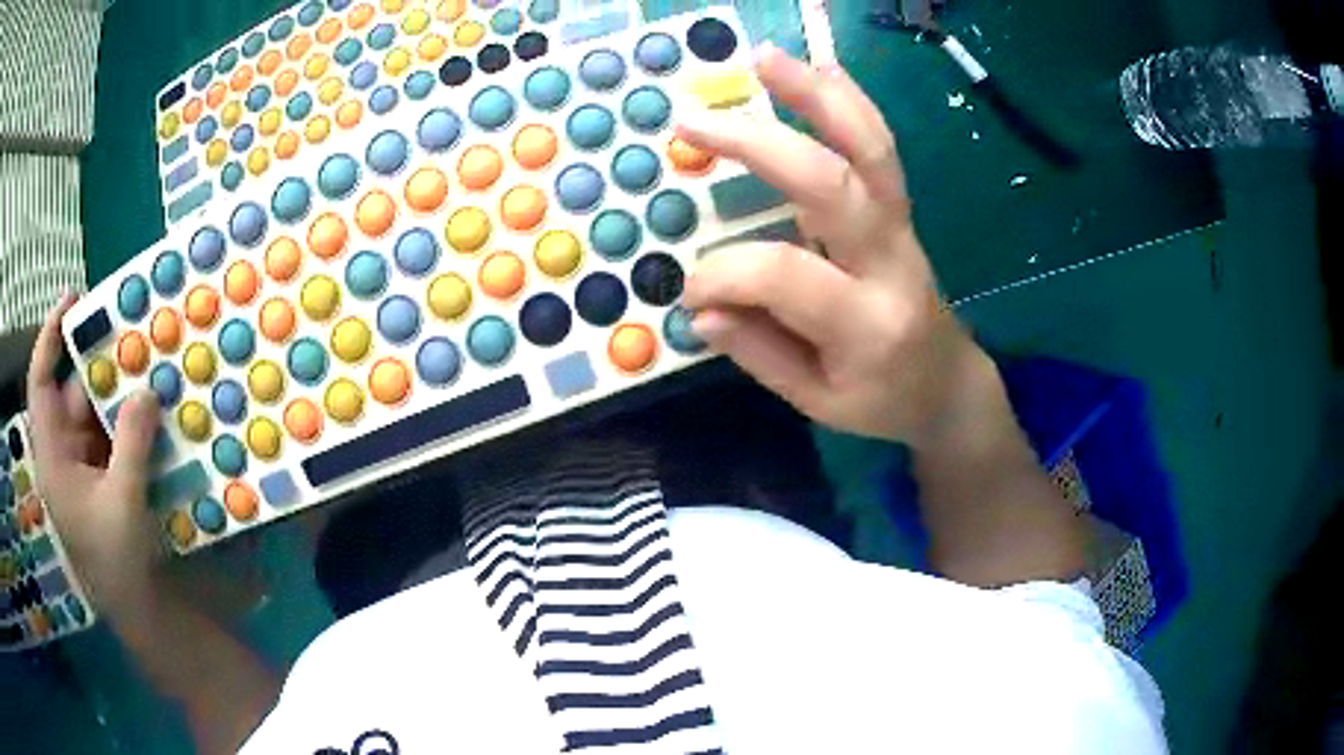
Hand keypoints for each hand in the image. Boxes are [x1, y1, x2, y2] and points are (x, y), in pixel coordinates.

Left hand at [26, 293, 162, 612]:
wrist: (134, 608)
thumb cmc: (117, 561)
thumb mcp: (122, 503)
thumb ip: (131, 445)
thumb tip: (146, 391)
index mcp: (52, 456)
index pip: (40, 383)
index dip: (50, 337)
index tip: (73, 300)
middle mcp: (62, 452)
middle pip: (73, 392)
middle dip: (99, 364)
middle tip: (132, 336)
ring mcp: (82, 464)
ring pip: (95, 412)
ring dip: (119, 394)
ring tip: (149, 371)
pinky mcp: (101, 476)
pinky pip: (112, 434)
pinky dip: (129, 421)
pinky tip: (152, 412)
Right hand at [678, 43, 990, 447]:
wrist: (948, 383)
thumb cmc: (882, 401)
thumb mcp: (817, 403)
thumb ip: (759, 353)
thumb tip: (700, 307)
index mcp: (867, 325)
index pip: (783, 276)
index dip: (723, 273)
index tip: (691, 290)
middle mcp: (890, 264)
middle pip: (832, 185)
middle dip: (758, 145)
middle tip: (693, 121)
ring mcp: (902, 228)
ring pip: (868, 149)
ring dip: (817, 95)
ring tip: (765, 58)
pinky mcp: (901, 211)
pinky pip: (880, 149)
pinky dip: (851, 102)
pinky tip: (822, 67)